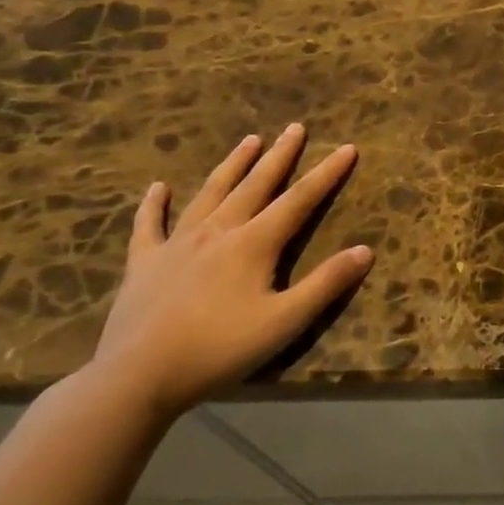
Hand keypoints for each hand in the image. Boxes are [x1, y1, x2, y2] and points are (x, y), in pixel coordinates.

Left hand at [88, 124, 372, 420]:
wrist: (137, 377)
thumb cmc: (220, 348)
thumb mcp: (285, 321)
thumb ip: (326, 284)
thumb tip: (366, 250)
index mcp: (254, 243)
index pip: (300, 200)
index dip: (327, 173)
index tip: (347, 147)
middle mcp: (218, 232)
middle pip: (256, 185)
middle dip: (280, 156)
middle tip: (295, 128)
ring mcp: (177, 244)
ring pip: (211, 193)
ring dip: (233, 165)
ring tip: (249, 140)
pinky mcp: (145, 263)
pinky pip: (149, 225)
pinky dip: (154, 204)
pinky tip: (158, 187)